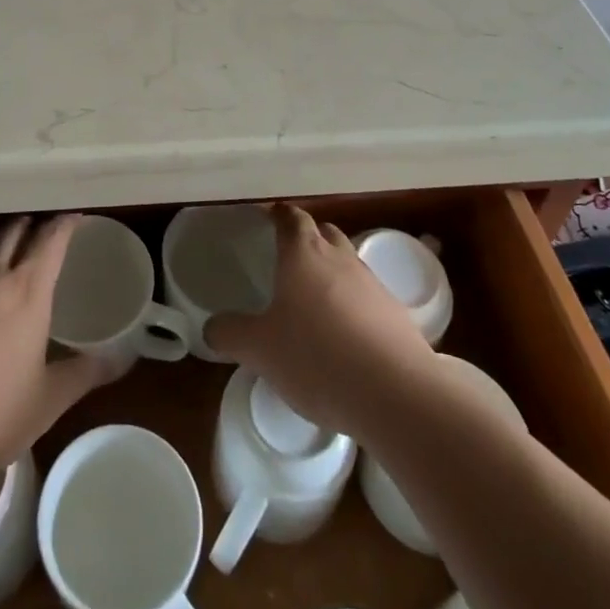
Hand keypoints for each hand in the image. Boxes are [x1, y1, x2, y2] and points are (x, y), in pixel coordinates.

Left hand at [0, 216, 115, 488]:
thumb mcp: (46, 402)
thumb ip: (85, 374)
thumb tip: (122, 358)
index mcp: (27, 291)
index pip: (51, 238)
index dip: (65, 222)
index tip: (76, 214)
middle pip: (15, 227)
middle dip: (33, 219)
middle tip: (44, 220)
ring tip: (4, 223)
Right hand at [206, 203, 436, 441]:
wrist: (396, 393)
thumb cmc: (317, 357)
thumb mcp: (259, 349)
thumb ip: (231, 334)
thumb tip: (212, 327)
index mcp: (303, 253)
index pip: (290, 217)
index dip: (278, 214)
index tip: (267, 218)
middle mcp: (340, 258)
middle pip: (324, 232)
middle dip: (308, 237)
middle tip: (288, 258)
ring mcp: (373, 285)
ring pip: (348, 263)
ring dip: (333, 273)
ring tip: (315, 302)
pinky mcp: (397, 315)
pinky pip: (369, 298)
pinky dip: (354, 307)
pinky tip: (345, 338)